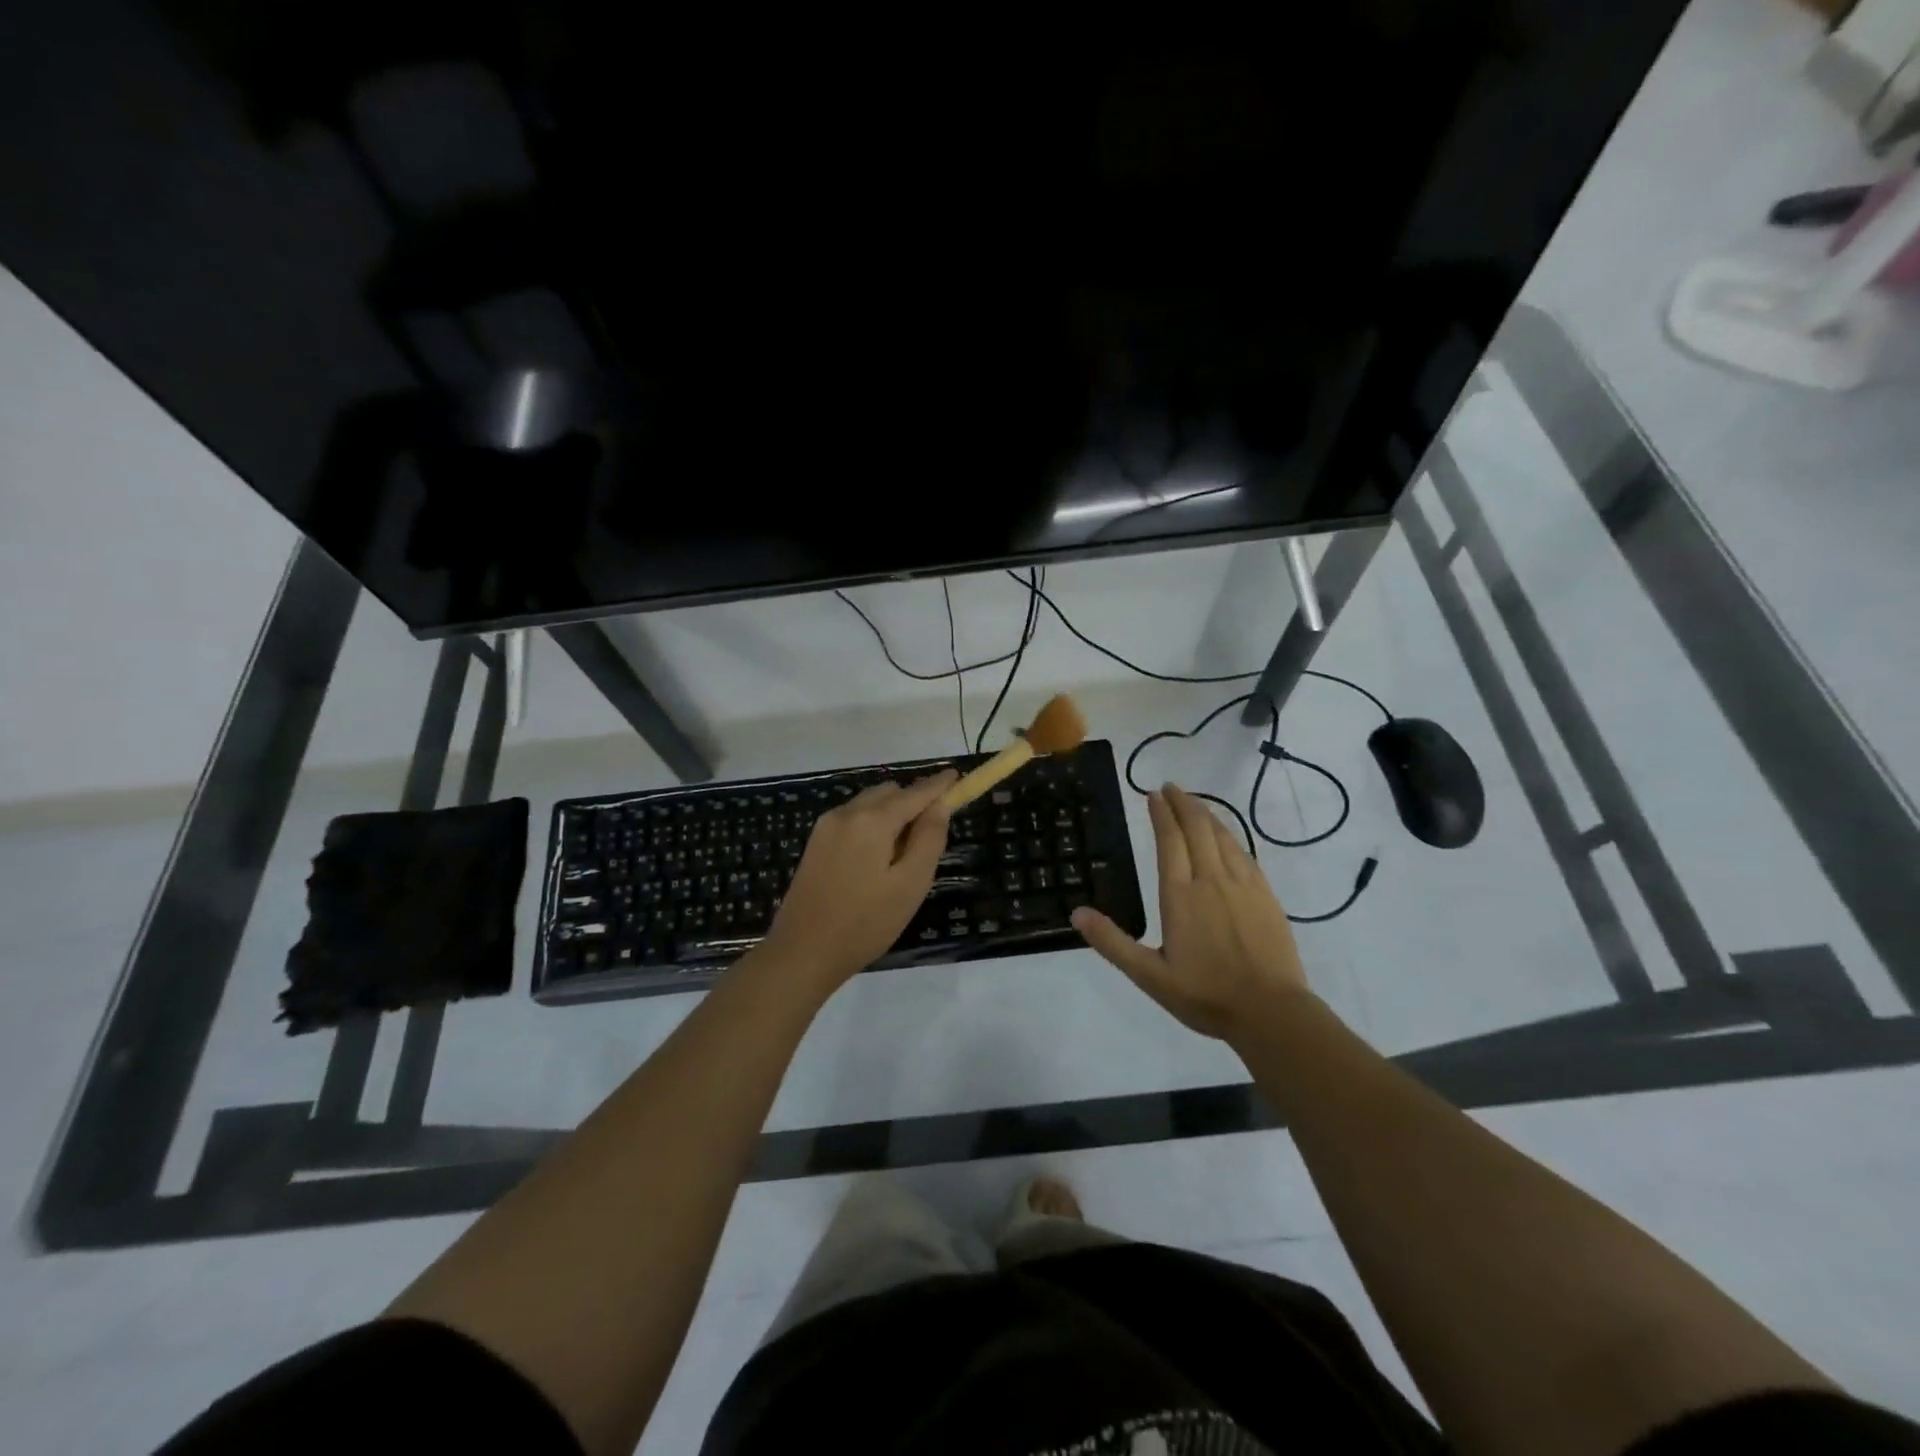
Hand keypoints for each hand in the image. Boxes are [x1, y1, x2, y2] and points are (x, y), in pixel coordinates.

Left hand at [761, 770, 957, 992]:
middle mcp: (846, 813)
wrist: (802, 952)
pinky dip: (873, 823)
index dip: (938, 785)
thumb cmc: (865, 923)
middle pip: (889, 792)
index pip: (914, 792)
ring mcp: (826, 826)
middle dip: (914, 801)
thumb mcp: (910, 884)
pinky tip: (878, 856)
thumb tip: (941, 805)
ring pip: (869, 804)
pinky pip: (853, 819)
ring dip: (892, 813)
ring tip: (906, 851)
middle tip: (933, 831)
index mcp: (872, 820)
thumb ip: (929, 839)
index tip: (957, 776)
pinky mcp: (816, 842)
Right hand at [1071, 784, 1310, 1043]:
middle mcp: (1211, 880)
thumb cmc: (1206, 995)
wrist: (1271, 1012)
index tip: (1153, 794)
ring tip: (1193, 802)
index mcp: (1180, 895)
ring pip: (1222, 836)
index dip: (1161, 814)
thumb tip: (1077, 913)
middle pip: (1197, 829)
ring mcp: (1242, 885)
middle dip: (1182, 803)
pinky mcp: (1265, 895)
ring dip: (1206, 814)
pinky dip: (1229, 835)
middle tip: (1170, 787)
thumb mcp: (1149, 976)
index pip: (1169, 841)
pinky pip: (1244, 853)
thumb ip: (1112, 943)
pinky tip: (1225, 836)